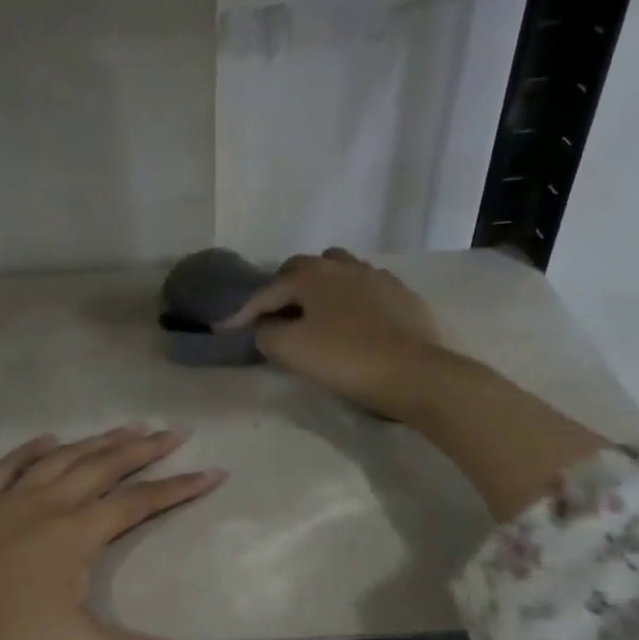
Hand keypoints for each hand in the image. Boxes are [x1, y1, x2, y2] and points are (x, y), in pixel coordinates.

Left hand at [0, 426, 223, 639]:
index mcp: (78, 532)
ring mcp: (12, 499)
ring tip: (128, 426)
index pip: (141, 502)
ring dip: (99, 441)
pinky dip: (33, 450)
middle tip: (176, 431)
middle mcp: (51, 503)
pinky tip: (48, 440)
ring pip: (65, 458)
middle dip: (145, 448)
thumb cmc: (0, 636)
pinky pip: (12, 465)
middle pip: (106, 466)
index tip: (213, 471)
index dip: (180, 487)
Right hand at [221, 248, 442, 418]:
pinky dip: (349, 298)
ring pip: (338, 271)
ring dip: (319, 287)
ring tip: (314, 312)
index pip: (267, 291)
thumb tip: (266, 328)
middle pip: (303, 269)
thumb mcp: (291, 350)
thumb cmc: (345, 358)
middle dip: (282, 288)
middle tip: (272, 315)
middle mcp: (343, 266)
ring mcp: (377, 277)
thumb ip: (267, 334)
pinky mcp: (402, 295)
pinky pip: (366, 287)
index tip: (225, 330)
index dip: (243, 312)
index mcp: (312, 276)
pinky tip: (352, 319)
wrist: (413, 373)